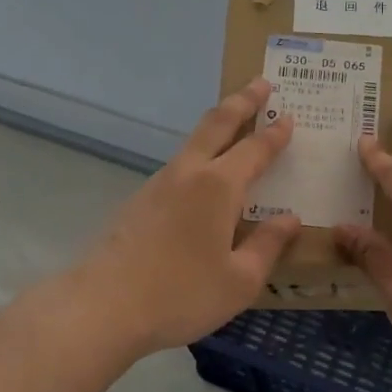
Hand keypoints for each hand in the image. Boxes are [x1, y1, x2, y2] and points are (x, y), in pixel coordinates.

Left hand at [73, 78, 300, 357]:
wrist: (102, 308)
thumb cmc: (181, 295)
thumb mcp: (240, 280)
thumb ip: (268, 245)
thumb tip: (290, 219)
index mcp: (219, 187)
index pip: (255, 149)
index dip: (274, 134)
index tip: (289, 116)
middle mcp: (188, 174)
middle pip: (217, 124)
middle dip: (242, 101)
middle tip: (261, 83)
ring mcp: (158, 185)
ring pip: (193, 142)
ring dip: (218, 126)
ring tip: (235, 124)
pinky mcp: (138, 202)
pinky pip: (179, 167)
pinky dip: (200, 156)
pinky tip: (204, 178)